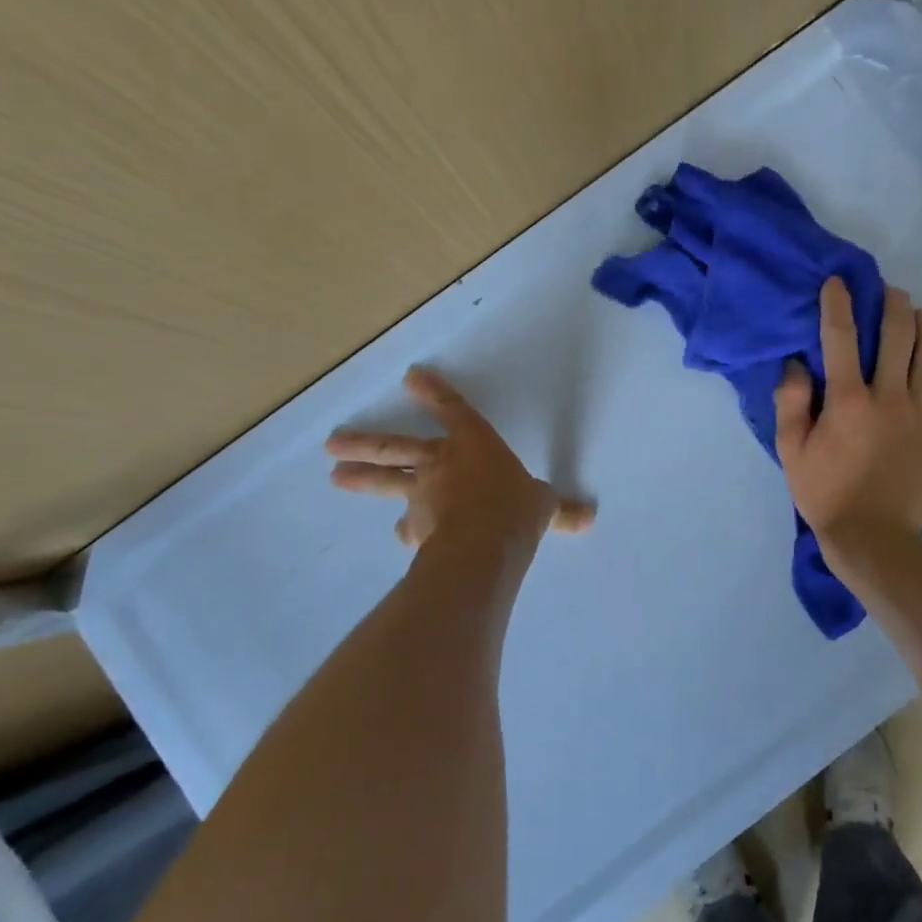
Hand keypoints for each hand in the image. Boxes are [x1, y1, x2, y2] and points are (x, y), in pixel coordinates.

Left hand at [325, 368, 594, 551]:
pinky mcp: (417, 527)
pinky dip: (408, 530)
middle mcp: (442, 464)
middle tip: (332, 443)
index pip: (454, 412)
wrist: (485, 544)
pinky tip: (402, 535)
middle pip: (397, 448)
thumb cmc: (516, 509)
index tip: (412, 378)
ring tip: (336, 477)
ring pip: (388, 483)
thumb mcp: (545, 506)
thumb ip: (558, 509)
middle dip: (366, 443)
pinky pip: (410, 526)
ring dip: (362, 479)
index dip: (434, 394)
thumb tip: (589, 516)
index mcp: (475, 446)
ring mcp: (424, 496)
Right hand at [774, 278, 921, 566]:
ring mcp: (921, 413)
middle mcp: (890, 396)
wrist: (872, 537)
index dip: (838, 303)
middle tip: (889, 292)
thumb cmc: (826, 495)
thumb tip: (797, 366)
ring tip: (921, 316)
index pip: (842, 337)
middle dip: (894, 303)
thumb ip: (791, 404)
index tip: (838, 282)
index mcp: (848, 399)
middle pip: (899, 333)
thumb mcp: (791, 452)